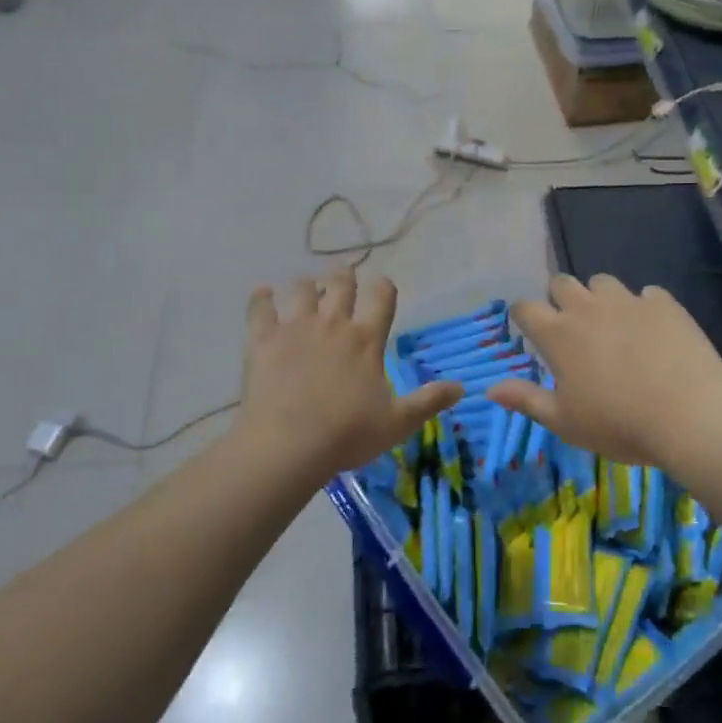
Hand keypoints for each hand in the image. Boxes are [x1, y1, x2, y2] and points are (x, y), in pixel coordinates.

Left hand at [235, 272, 460, 488]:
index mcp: (366, 339)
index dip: (383, 287)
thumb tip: (461, 388)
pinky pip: (260, 308)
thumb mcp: (397, 423)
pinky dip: (261, 298)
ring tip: (307, 288)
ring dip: (307, 286)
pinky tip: (262, 294)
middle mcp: (333, 323)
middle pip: (340, 284)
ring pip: (301, 289)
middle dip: (344, 277)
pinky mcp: (263, 339)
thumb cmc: (347, 434)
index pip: (381, 296)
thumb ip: (428, 401)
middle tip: (343, 277)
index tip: (382, 288)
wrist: (288, 445)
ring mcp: (295, 328)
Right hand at [486, 274, 721, 470]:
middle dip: (559, 298)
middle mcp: (588, 308)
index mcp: (558, 335)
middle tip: (571, 327)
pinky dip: (643, 307)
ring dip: (599, 297)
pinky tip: (652, 332)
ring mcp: (628, 301)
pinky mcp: (664, 304)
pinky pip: (646, 294)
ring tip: (612, 325)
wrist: (691, 415)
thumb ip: (526, 400)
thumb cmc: (619, 424)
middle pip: (561, 282)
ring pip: (602, 281)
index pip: (525, 307)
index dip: (523, 315)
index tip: (529, 330)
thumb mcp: (565, 422)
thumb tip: (490, 389)